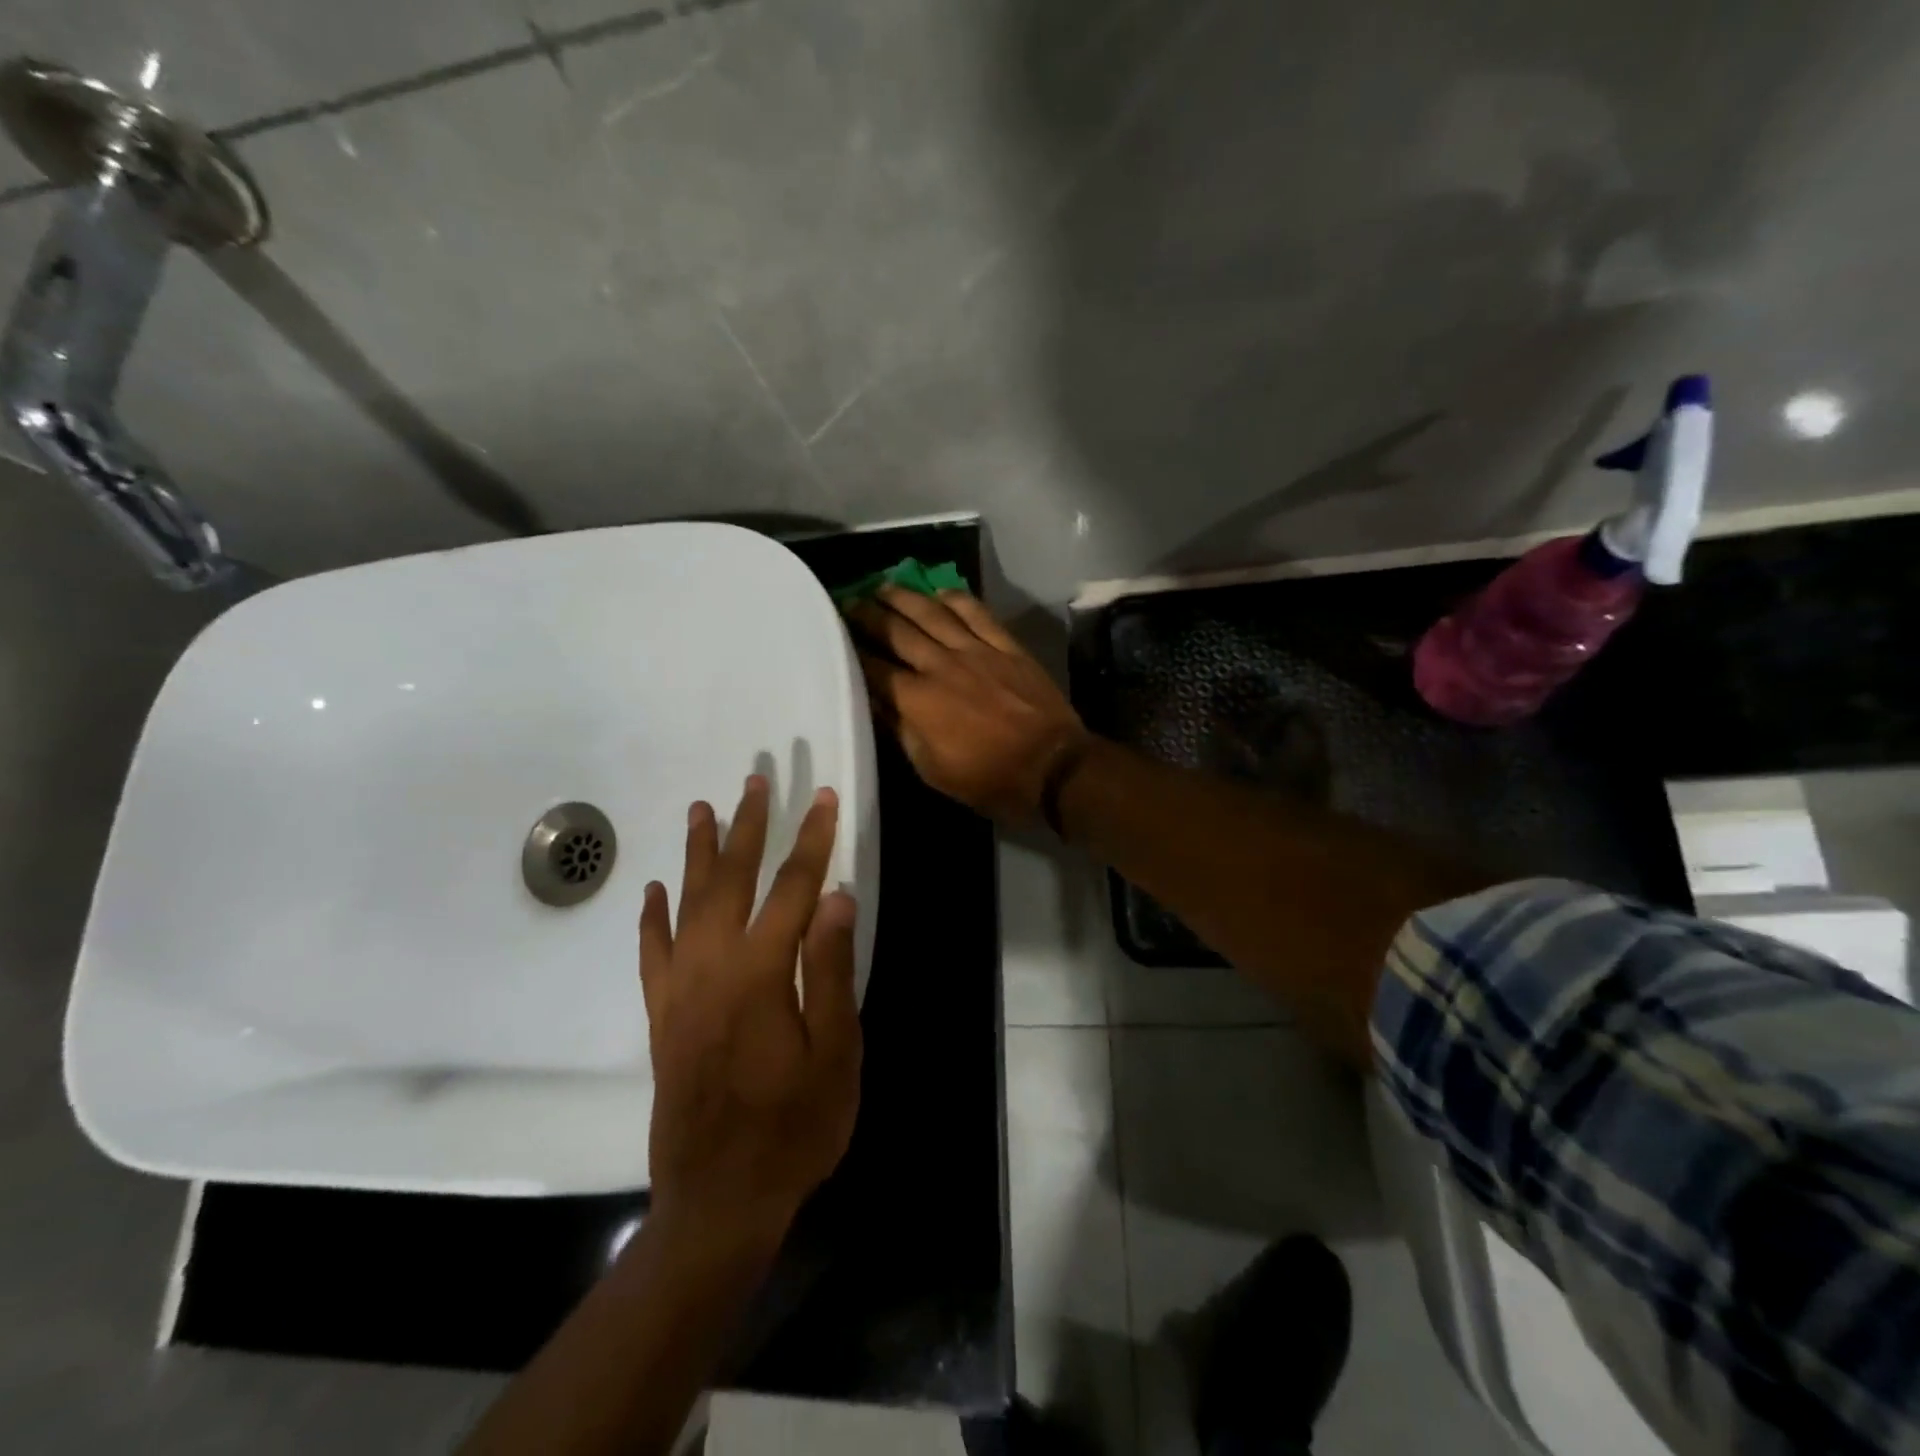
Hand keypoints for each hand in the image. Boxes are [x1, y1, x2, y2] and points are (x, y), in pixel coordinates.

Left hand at [639, 776, 860, 1244]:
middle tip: (756, 780)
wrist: (719, 1201)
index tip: (823, 798)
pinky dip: (652, 917)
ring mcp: (680, 990)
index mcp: (762, 972)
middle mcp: (713, 967)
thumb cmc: (795, 1127)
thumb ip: (831, 969)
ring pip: (686, 903)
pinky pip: (651, 953)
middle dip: (748, 826)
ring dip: (697, 853)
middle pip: (732, 879)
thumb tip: (837, 895)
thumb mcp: (836, 1052)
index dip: (812, 839)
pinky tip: (652, 890)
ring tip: (702, 809)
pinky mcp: (661, 1016)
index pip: (794, 888)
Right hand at [847, 587, 1090, 825]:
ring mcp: (975, 651)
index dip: (851, 651)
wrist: (1053, 767)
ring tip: (883, 587)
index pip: (874, 668)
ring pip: (932, 614)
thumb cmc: (989, 780)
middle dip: (869, 615)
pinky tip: (939, 593)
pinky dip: (955, 599)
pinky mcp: (1005, 646)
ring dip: (904, 598)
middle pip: (897, 631)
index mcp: (917, 701)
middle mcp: (940, 666)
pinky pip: (976, 613)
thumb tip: (876, 704)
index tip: (834, 637)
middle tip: (850, 602)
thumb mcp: (933, 770)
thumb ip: (902, 732)